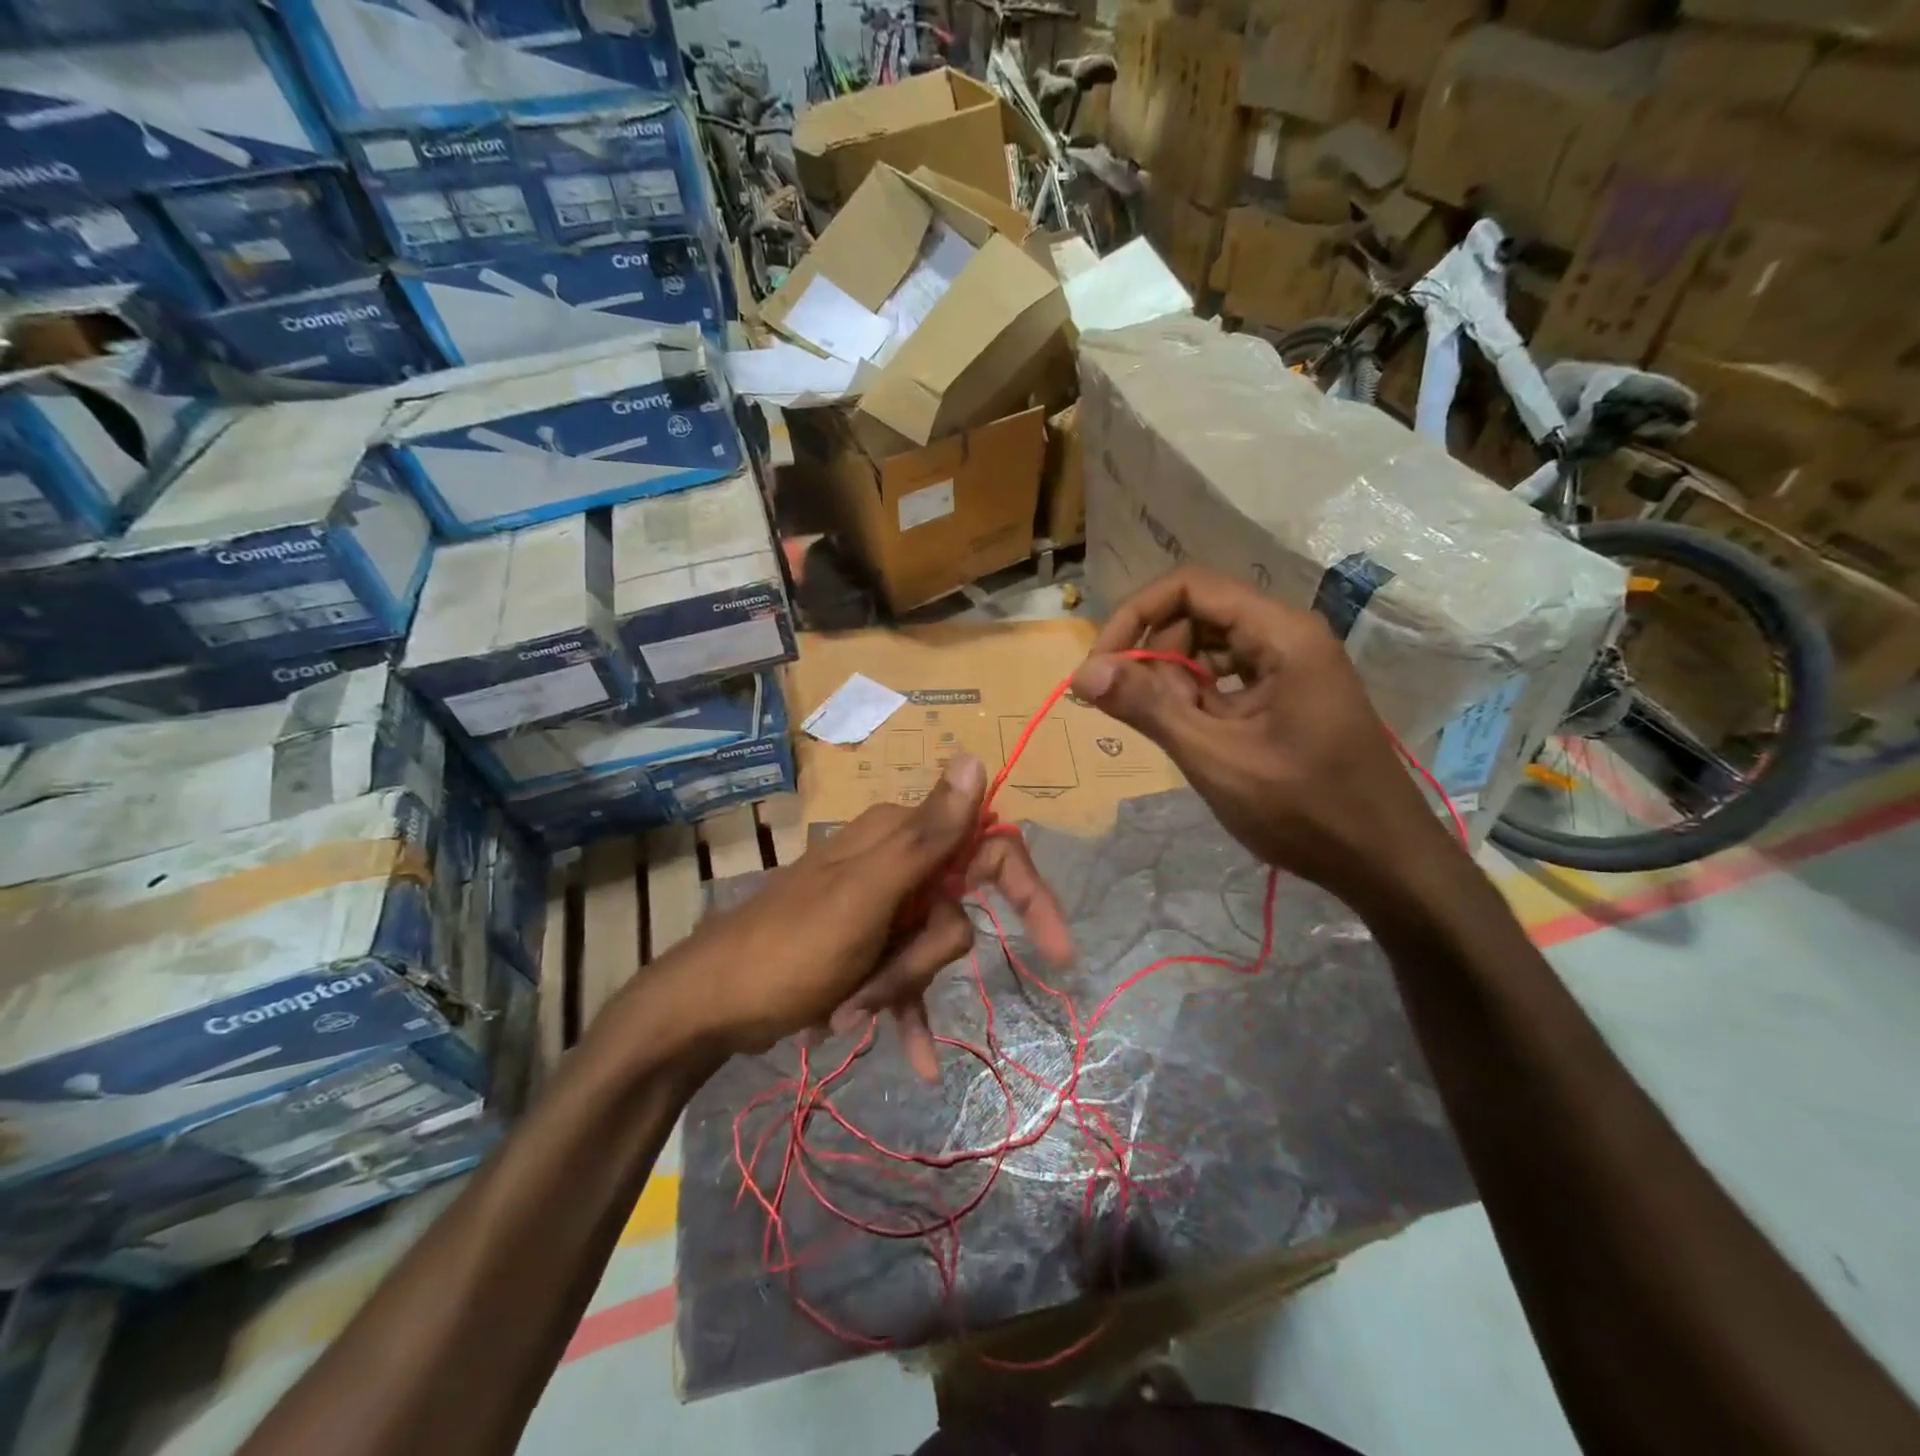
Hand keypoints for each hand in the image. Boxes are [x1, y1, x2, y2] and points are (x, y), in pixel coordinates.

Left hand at [645, 754, 1072, 1078]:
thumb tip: (974, 758)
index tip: (1057, 948)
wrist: (712, 1006)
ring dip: (901, 990)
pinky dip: (909, 1012)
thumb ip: (926, 834)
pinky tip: (920, 1062)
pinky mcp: (867, 946)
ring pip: (932, 951)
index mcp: (898, 838)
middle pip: (957, 914)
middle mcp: (895, 864)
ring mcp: (881, 907)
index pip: (988, 847)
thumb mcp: (865, 895)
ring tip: (849, 1015)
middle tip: (875, 985)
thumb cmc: (788, 948)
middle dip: (926, 961)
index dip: (1028, 892)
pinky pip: (908, 978)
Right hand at [1072, 567, 1459, 909]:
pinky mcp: (1288, 693)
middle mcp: (1287, 634)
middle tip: (1137, 711)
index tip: (1100, 667)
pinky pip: (1227, 676)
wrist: (1383, 861)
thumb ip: (1147, 708)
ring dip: (1174, 680)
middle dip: (1154, 654)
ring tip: (1170, 730)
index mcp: (1280, 634)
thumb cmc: (1302, 809)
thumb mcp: (1214, 757)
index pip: (1189, 587)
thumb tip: (1081, 673)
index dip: (1135, 616)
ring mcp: (1291, 665)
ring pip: (1208, 646)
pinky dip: (1198, 698)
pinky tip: (1194, 736)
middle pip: (1197, 613)